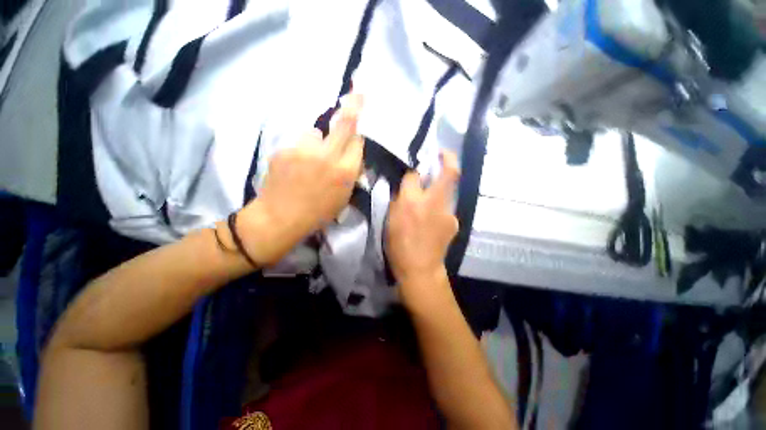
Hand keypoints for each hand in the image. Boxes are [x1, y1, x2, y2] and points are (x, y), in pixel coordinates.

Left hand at [237, 95, 363, 264]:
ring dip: (316, 141)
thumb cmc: (317, 214)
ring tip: (309, 158)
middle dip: (353, 106)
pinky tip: (295, 166)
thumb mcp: (343, 198)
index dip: (359, 135)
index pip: (358, 142)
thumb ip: (350, 173)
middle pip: (344, 124)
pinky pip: (298, 144)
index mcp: (345, 172)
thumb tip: (353, 156)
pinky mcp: (284, 149)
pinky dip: (300, 151)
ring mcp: (303, 150)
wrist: (280, 217)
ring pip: (315, 133)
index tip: (359, 127)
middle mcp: (328, 156)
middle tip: (359, 91)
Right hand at [386, 151, 459, 307]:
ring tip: (429, 197)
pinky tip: (432, 218)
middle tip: (442, 153)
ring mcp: (448, 213)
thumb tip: (407, 185)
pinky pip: (446, 208)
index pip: (415, 175)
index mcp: (412, 202)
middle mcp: (433, 203)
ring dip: (440, 188)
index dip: (414, 169)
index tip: (416, 167)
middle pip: (449, 173)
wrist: (420, 269)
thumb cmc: (398, 244)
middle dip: (448, 158)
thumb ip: (399, 198)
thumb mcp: (391, 219)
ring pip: (447, 191)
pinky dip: (439, 207)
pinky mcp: (453, 222)